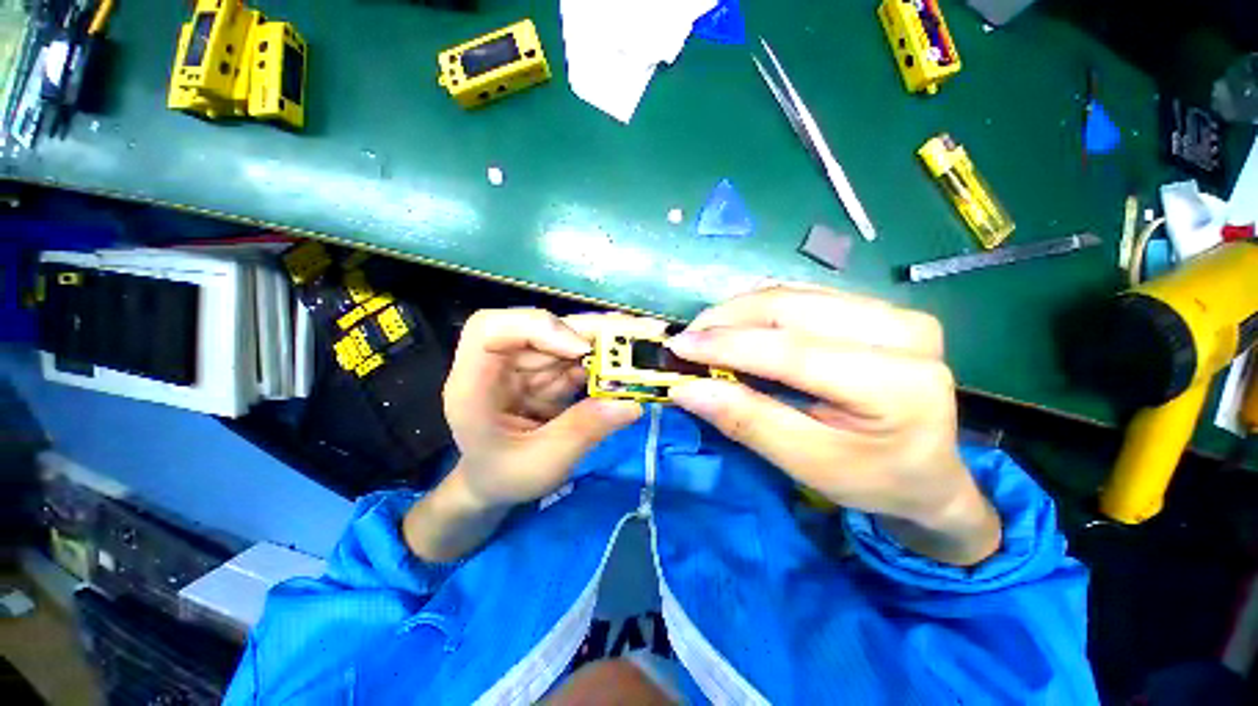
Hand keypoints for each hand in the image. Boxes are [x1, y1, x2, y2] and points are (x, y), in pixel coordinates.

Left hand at [443, 308, 653, 509]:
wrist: (496, 481)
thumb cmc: (504, 476)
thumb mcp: (541, 465)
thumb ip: (582, 432)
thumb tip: (632, 404)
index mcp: (475, 382)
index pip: (491, 328)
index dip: (537, 327)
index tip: (580, 349)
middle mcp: (502, 362)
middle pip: (545, 326)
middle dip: (594, 330)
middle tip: (643, 331)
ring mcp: (529, 363)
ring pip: (570, 336)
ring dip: (610, 338)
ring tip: (649, 339)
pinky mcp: (551, 369)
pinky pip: (583, 355)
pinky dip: (610, 356)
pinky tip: (635, 357)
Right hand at [666, 285, 999, 564]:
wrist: (929, 472)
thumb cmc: (873, 479)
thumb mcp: (808, 463)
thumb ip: (749, 421)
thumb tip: (688, 389)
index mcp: (897, 383)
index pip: (793, 351)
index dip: (727, 345)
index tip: (679, 346)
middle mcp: (902, 332)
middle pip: (791, 308)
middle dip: (726, 319)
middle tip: (687, 339)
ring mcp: (891, 311)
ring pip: (791, 294)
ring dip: (738, 311)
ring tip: (706, 334)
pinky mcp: (876, 307)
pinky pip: (802, 295)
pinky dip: (759, 309)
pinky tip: (738, 327)